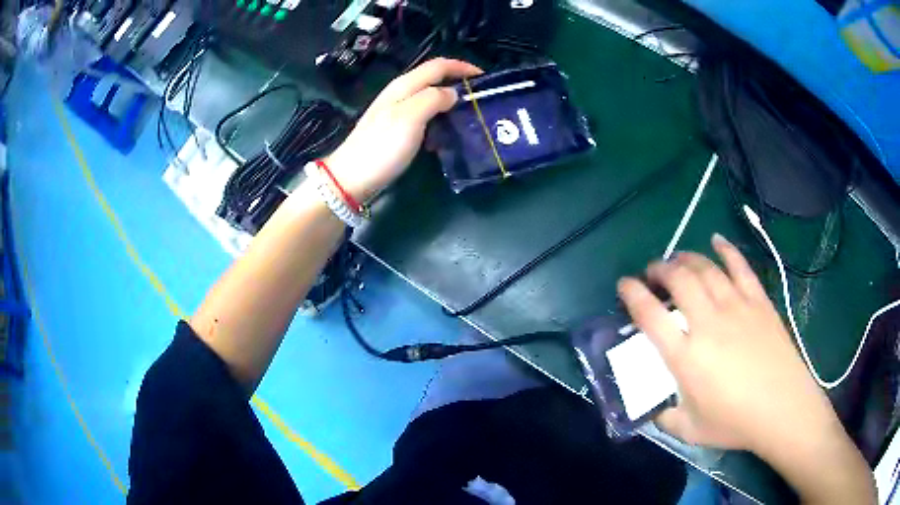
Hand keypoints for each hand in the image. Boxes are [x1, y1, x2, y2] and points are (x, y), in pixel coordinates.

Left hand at [324, 58, 482, 201]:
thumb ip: (434, 99)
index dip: (463, 67)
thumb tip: (453, 93)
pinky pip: (425, 115)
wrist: (352, 178)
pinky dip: (440, 118)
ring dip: (451, 101)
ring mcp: (397, 111)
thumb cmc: (382, 146)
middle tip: (481, 98)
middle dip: (459, 83)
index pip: (439, 65)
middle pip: (435, 79)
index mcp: (405, 85)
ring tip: (470, 115)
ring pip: (431, 97)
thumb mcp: (410, 118)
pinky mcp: (397, 129)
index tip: (486, 77)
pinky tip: (448, 132)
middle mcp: (401, 93)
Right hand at [617, 234, 842, 453]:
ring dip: (686, 258)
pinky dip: (726, 250)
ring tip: (678, 260)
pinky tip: (717, 240)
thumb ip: (665, 417)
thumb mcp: (690, 430)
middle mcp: (708, 323)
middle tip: (653, 272)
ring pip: (706, 268)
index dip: (632, 294)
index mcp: (686, 356)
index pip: (650, 315)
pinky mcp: (758, 301)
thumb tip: (654, 407)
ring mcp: (736, 307)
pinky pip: (740, 266)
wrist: (783, 408)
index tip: (624, 285)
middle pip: (678, 279)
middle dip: (660, 269)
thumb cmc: (735, 422)